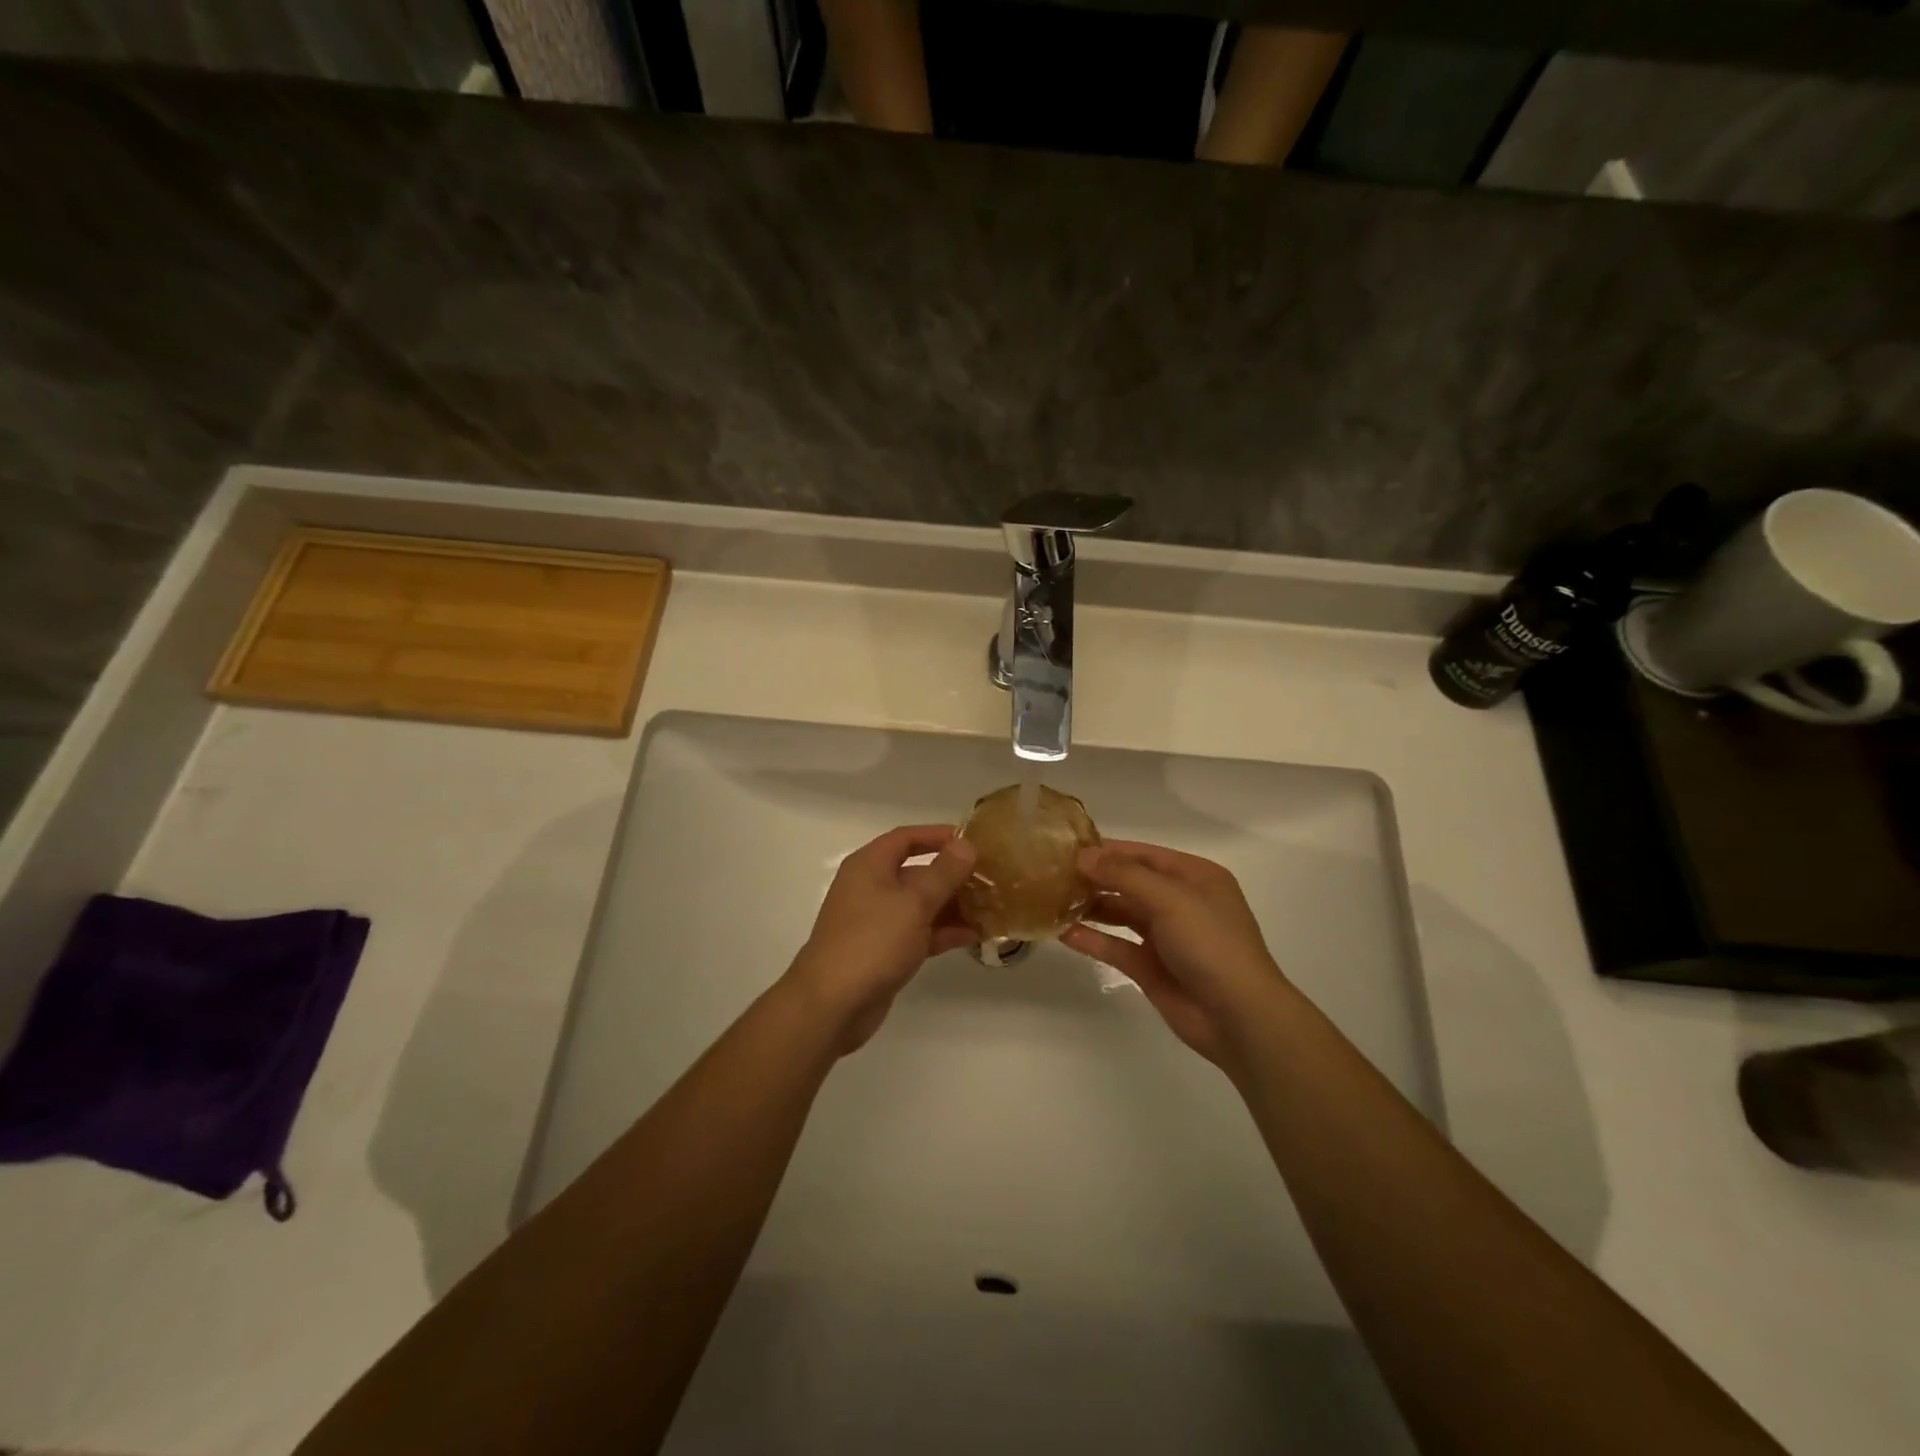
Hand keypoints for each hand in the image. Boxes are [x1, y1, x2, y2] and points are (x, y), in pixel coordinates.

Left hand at [783, 824, 977, 1052]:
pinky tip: (974, 936)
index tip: (971, 841)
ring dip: (952, 906)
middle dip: (952, 875)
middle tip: (990, 879)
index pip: (906, 838)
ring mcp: (877, 921)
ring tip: (990, 908)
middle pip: (916, 872)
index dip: (938, 835)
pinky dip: (942, 932)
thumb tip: (966, 845)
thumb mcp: (914, 903)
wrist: (833, 1004)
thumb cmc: (873, 941)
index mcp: (870, 866)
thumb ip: (943, 873)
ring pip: (920, 905)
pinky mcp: (884, 951)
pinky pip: (918, 932)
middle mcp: (871, 887)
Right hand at [1060, 841, 1286, 1069]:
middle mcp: (1180, 902)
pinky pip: (1116, 946)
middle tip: (1052, 874)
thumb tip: (1083, 855)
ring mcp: (1165, 936)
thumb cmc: (1211, 944)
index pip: (1143, 854)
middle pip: (1129, 882)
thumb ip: (1124, 875)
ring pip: (1121, 913)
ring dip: (1091, 907)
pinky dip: (1092, 939)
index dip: (1107, 850)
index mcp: (1194, 877)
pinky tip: (1064, 933)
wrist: (1238, 1017)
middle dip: (1095, 878)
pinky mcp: (1151, 967)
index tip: (1067, 848)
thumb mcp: (1170, 899)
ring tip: (1052, 900)